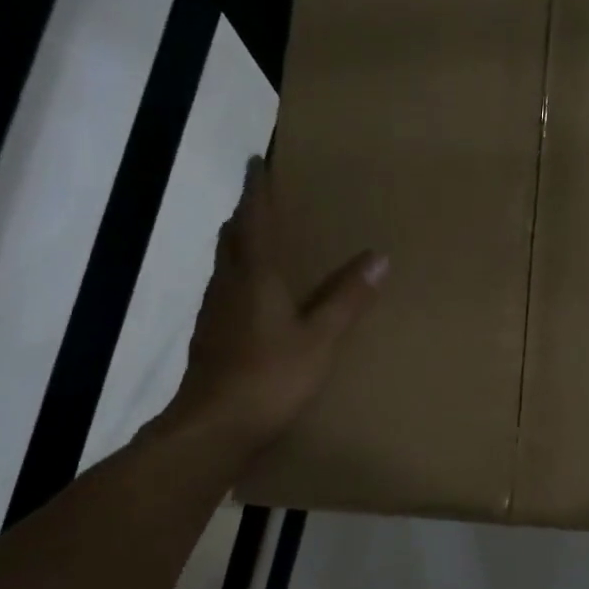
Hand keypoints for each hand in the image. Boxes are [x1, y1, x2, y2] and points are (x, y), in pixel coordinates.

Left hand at [161, 158, 386, 455]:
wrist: (214, 427)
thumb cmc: (270, 376)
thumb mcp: (320, 338)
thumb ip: (347, 298)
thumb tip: (379, 256)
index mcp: (254, 276)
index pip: (252, 219)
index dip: (255, 189)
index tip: (256, 161)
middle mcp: (228, 285)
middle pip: (232, 237)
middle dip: (245, 215)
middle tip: (263, 201)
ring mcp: (213, 312)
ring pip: (225, 265)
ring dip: (240, 246)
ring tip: (261, 243)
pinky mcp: (210, 337)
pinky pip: (225, 292)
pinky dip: (239, 279)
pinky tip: (253, 298)